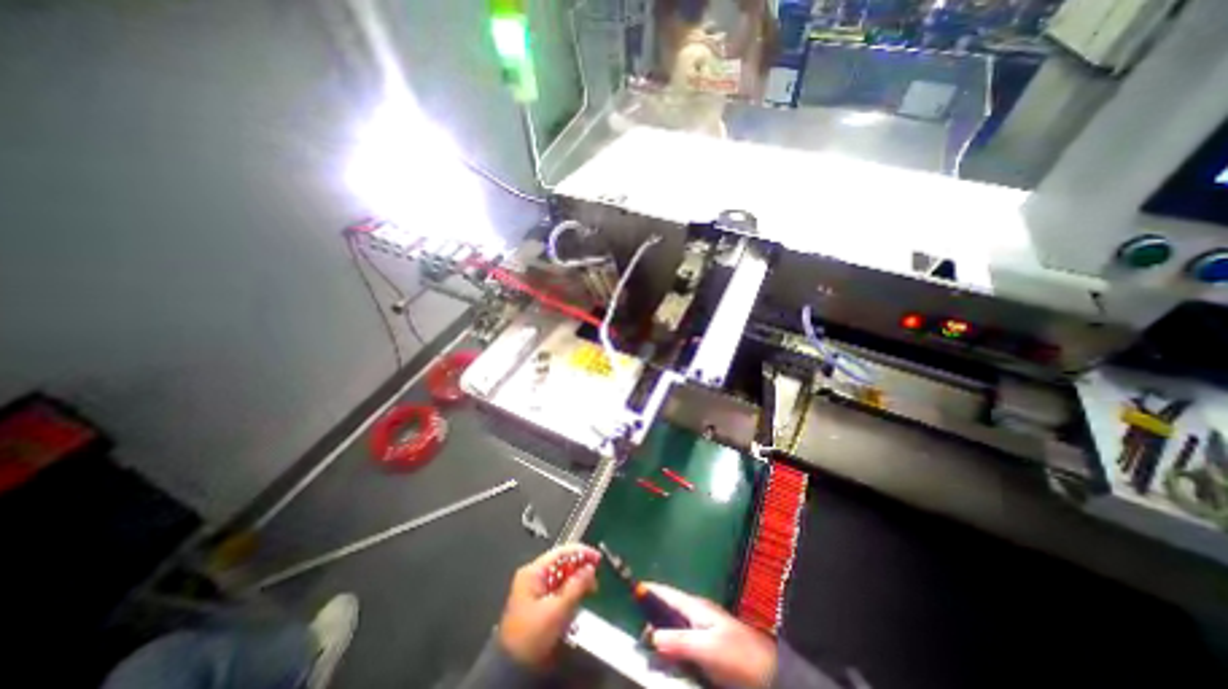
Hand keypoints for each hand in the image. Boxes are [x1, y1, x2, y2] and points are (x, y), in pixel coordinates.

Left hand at [494, 544, 600, 665]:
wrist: (513, 669)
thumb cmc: (532, 636)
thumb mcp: (557, 610)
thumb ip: (576, 586)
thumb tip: (590, 568)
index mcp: (534, 572)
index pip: (561, 552)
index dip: (581, 552)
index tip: (597, 558)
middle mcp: (533, 577)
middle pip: (562, 564)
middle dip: (580, 570)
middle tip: (595, 579)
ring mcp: (535, 590)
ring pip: (562, 578)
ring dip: (577, 583)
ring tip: (590, 592)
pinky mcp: (538, 604)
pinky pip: (559, 590)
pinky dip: (570, 594)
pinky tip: (578, 603)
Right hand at [645, 581, 774, 688]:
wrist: (770, 674)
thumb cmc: (738, 656)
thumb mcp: (707, 649)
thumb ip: (679, 640)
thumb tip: (651, 634)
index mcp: (696, 607)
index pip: (667, 594)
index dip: (650, 591)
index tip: (631, 589)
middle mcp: (697, 614)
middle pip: (668, 610)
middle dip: (651, 614)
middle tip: (634, 625)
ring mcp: (702, 630)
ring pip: (673, 626)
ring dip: (660, 631)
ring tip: (644, 640)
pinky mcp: (707, 647)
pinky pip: (681, 642)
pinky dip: (670, 645)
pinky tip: (665, 655)